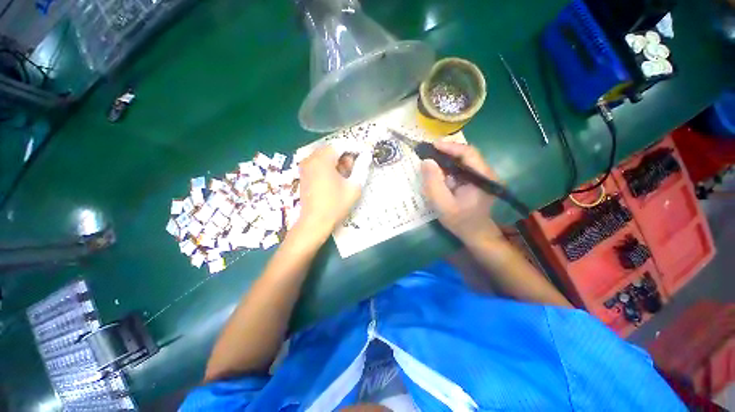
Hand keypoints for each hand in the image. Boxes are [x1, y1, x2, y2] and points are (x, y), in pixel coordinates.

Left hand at [296, 140, 370, 238]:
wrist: (314, 222)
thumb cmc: (336, 205)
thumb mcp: (354, 186)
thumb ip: (362, 167)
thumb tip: (367, 154)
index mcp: (322, 159)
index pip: (342, 144)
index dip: (356, 147)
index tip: (367, 153)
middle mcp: (311, 158)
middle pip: (333, 149)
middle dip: (346, 155)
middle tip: (356, 168)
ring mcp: (305, 166)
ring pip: (326, 155)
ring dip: (339, 161)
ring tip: (347, 176)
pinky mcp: (304, 174)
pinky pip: (319, 163)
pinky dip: (330, 166)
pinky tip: (336, 179)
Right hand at [421, 141, 501, 244]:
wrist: (476, 234)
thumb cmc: (460, 221)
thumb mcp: (442, 204)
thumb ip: (433, 183)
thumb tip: (426, 161)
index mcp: (482, 177)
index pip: (468, 153)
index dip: (450, 147)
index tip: (432, 146)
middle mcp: (485, 173)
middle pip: (465, 155)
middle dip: (445, 153)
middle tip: (427, 153)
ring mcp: (481, 177)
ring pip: (462, 162)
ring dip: (445, 161)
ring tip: (430, 164)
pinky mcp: (475, 181)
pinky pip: (460, 170)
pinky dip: (448, 170)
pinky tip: (438, 175)